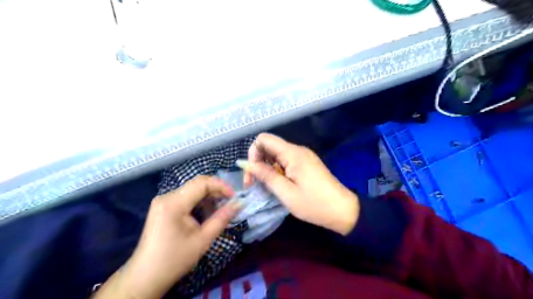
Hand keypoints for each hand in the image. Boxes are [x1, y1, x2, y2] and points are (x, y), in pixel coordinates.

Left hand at [95, 175, 237, 298]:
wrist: (145, 276)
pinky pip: (186, 197)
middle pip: (197, 184)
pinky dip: (200, 201)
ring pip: (192, 190)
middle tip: (231, 202)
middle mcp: (166, 196)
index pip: (202, 183)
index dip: (221, 186)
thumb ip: (222, 219)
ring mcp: (164, 201)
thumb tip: (239, 204)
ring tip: (222, 208)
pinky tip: (207, 212)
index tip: (234, 196)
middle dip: (216, 190)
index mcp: (173, 203)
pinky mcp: (164, 206)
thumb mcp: (203, 240)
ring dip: (209, 196)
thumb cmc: (174, 260)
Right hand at [243, 133, 359, 235]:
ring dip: (267, 167)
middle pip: (269, 146)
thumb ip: (266, 175)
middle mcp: (298, 150)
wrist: (343, 210)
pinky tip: (278, 184)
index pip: (263, 139)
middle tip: (255, 184)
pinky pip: (285, 160)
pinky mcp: (306, 163)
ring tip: (266, 186)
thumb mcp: (286, 193)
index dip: (253, 153)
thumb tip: (246, 164)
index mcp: (293, 153)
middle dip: (258, 162)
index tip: (252, 174)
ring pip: (276, 154)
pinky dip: (277, 170)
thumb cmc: (314, 204)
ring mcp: (303, 156)